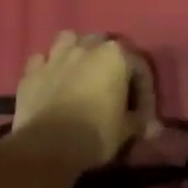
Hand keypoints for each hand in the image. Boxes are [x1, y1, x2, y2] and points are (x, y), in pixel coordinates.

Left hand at [13, 31, 157, 166]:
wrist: (47, 146)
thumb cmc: (95, 133)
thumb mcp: (126, 131)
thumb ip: (140, 122)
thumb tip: (155, 128)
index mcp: (115, 56)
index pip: (139, 66)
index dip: (144, 90)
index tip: (143, 113)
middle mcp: (86, 47)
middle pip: (102, 43)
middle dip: (108, 60)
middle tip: (111, 84)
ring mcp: (56, 57)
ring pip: (68, 40)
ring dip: (75, 52)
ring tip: (79, 71)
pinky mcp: (31, 72)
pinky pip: (41, 61)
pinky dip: (47, 68)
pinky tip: (51, 81)